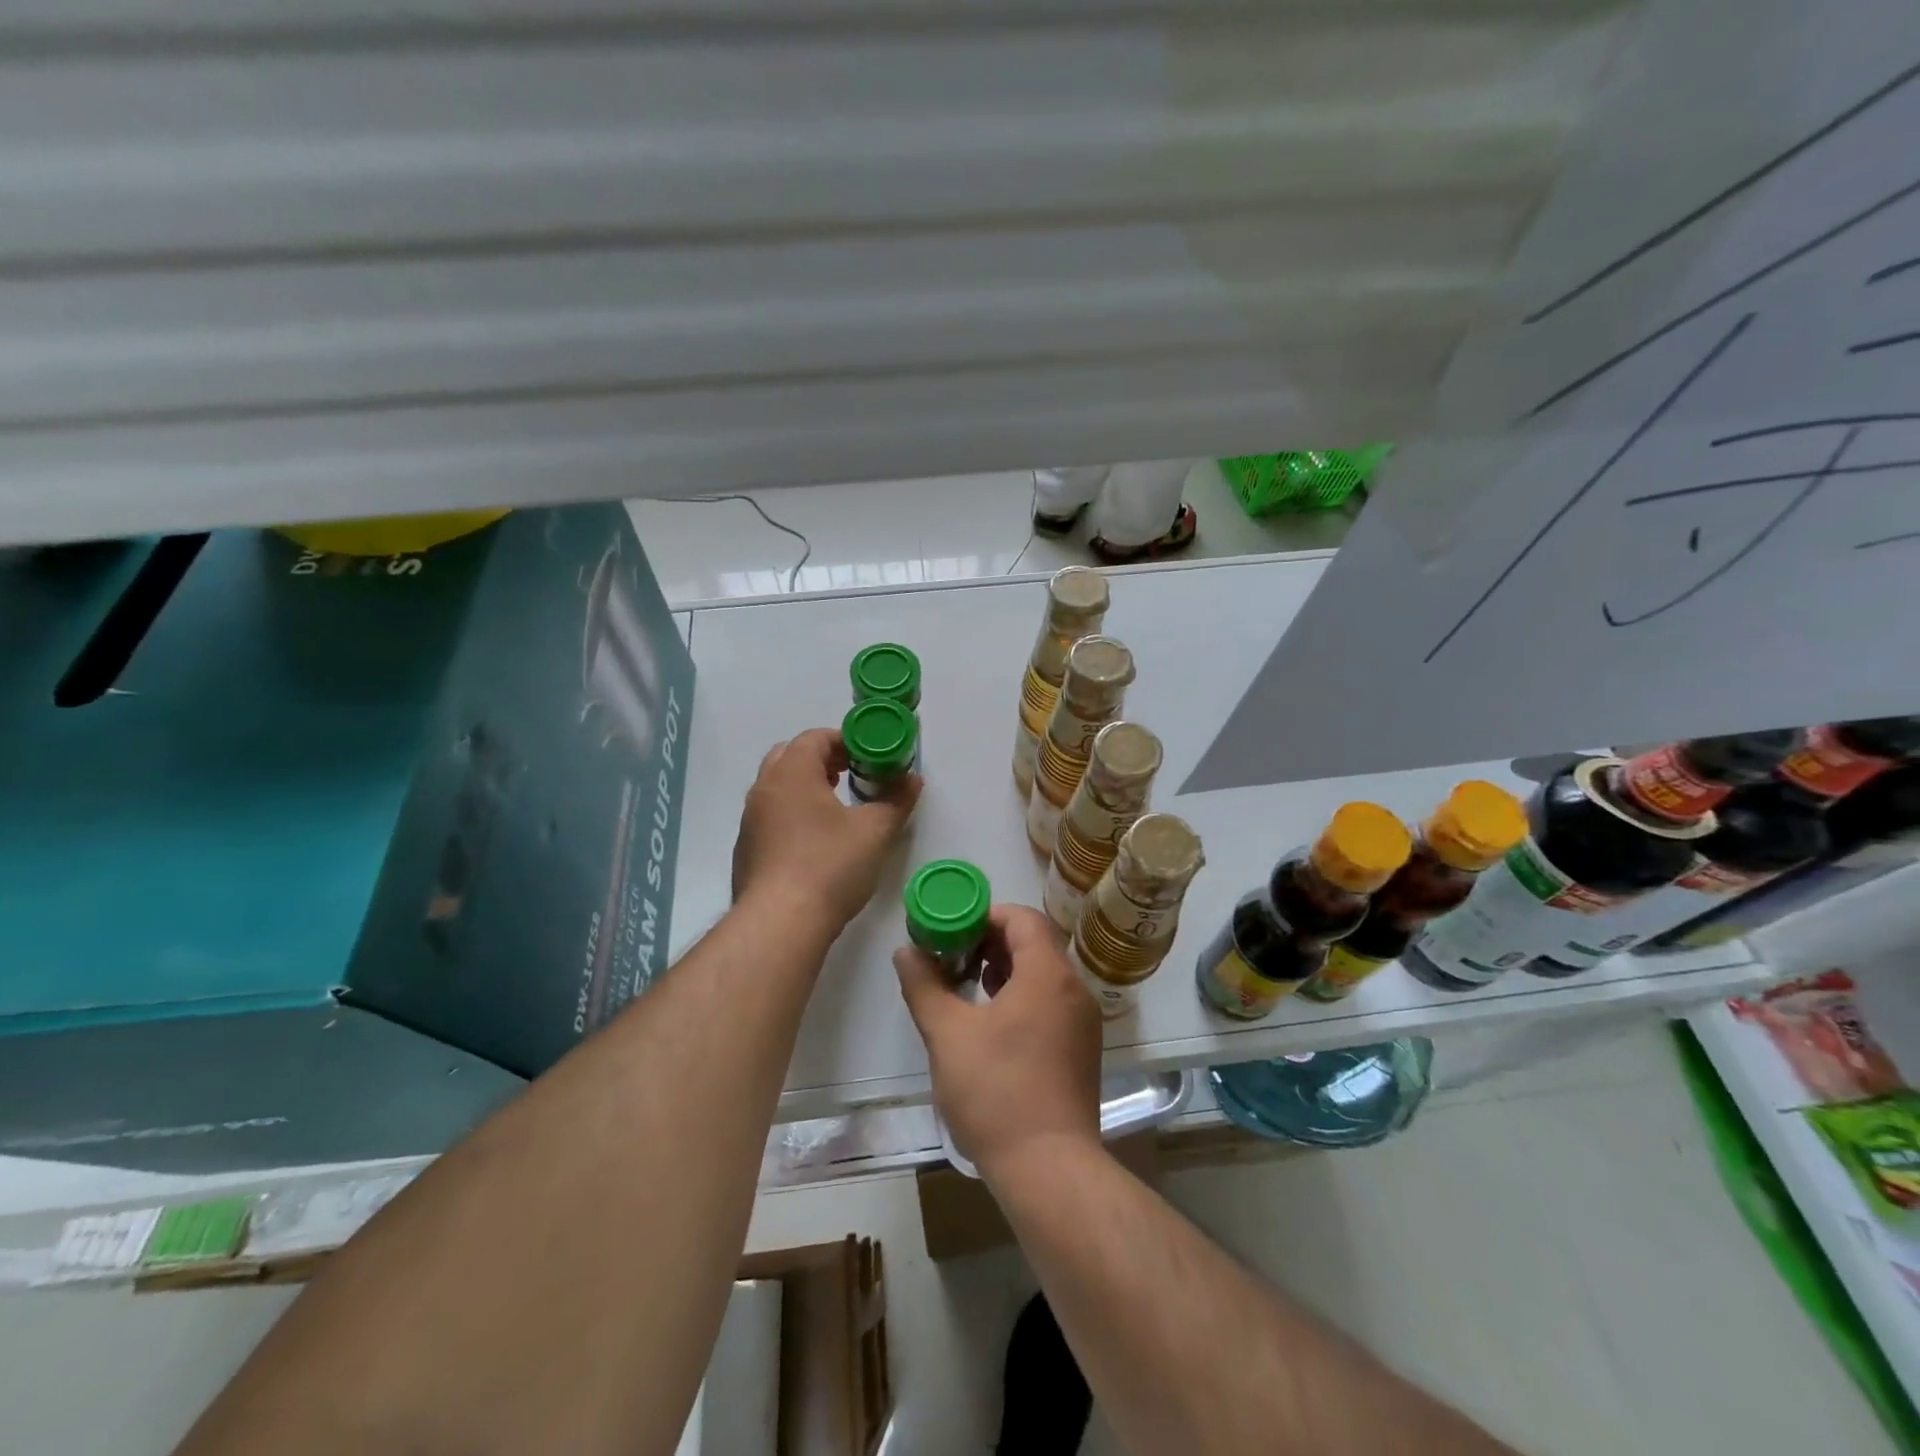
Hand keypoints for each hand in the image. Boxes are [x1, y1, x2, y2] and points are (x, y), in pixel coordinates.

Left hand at [731, 727, 919, 932]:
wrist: (780, 923)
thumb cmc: (830, 865)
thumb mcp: (875, 831)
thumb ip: (896, 800)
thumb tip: (913, 779)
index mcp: (792, 772)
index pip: (814, 737)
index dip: (844, 740)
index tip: (868, 755)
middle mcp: (764, 789)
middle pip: (790, 756)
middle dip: (822, 760)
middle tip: (851, 774)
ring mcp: (750, 821)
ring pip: (777, 788)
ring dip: (805, 787)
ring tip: (836, 807)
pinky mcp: (746, 850)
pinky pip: (770, 817)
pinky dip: (792, 815)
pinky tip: (815, 842)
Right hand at [894, 904, 1102, 1178]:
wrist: (1049, 1169)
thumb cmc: (996, 1092)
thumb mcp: (948, 1034)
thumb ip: (924, 985)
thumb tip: (906, 951)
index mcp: (1048, 974)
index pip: (1022, 919)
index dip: (985, 915)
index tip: (952, 930)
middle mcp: (1074, 989)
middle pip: (1035, 943)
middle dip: (992, 942)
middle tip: (954, 956)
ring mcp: (1083, 1021)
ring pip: (1044, 974)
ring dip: (1007, 970)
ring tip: (969, 986)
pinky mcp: (1082, 1049)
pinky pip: (1053, 1002)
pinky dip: (1024, 996)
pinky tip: (993, 1022)